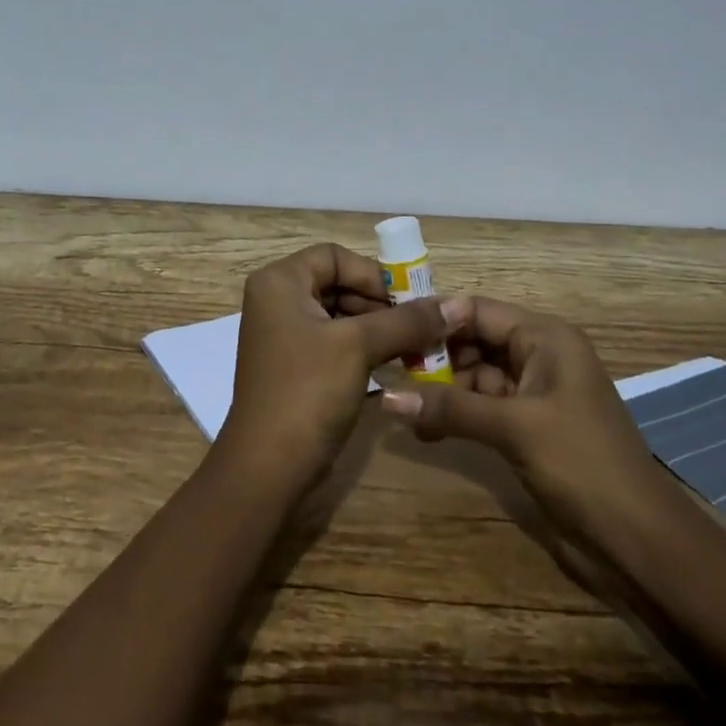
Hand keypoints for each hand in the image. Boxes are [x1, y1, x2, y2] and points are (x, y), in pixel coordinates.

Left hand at [216, 244, 466, 492]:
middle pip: (338, 284)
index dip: (373, 274)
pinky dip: (364, 350)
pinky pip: (334, 343)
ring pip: (340, 316)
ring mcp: (283, 336)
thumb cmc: (307, 392)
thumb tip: (457, 305)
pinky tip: (395, 366)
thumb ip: (407, 321)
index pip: (334, 256)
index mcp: (279, 283)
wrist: (268, 469)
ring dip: (378, 329)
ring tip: (415, 349)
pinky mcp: (294, 367)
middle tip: (419, 327)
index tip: (408, 302)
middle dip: (380, 304)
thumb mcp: (359, 347)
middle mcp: (276, 301)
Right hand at [380, 297, 664, 533]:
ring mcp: (535, 392)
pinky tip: (425, 429)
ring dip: (442, 389)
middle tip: (391, 373)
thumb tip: (386, 397)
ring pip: (476, 375)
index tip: (391, 332)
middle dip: (436, 357)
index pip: (479, 310)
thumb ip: (449, 408)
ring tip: (403, 407)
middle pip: (475, 340)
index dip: (436, 319)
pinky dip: (457, 413)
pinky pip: (484, 406)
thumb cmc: (582, 464)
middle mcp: (540, 355)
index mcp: (545, 337)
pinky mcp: (529, 425)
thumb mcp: (513, 428)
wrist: (640, 541)